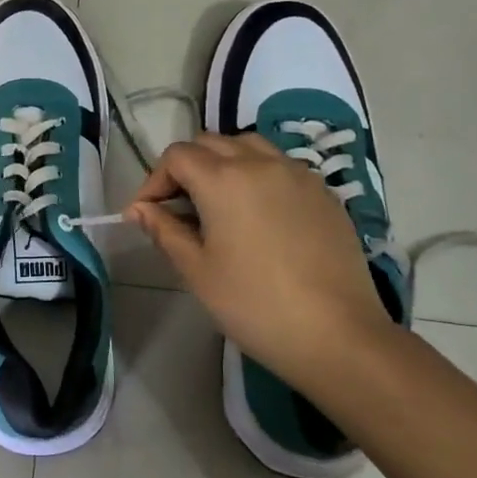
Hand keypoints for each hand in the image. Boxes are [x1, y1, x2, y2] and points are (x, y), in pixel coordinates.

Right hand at [127, 132, 398, 387]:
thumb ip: (165, 231)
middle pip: (211, 143)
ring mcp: (298, 175)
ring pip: (249, 146)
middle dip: (186, 167)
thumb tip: (139, 209)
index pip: (177, 156)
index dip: (154, 180)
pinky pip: (281, 166)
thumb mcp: (197, 271)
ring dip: (224, 162)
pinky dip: (259, 175)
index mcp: (223, 179)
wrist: (337, 334)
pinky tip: (259, 214)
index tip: (147, 213)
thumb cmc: (254, 304)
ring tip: (218, 201)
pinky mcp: (324, 193)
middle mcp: (260, 163)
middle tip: (177, 207)